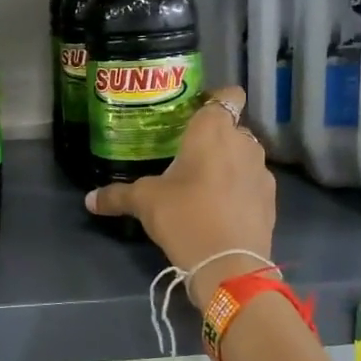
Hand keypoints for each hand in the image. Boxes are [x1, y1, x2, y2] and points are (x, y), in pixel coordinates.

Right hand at [85, 85, 276, 306]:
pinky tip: (219, 210)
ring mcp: (262, 171)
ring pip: (244, 156)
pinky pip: (252, 183)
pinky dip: (239, 190)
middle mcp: (244, 142)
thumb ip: (117, 195)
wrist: (229, 265)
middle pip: (232, 128)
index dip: (216, 100)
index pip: (228, 95)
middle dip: (214, 138)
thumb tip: (89, 199)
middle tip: (187, 157)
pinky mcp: (271, 199)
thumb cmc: (185, 217)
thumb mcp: (144, 203)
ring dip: (228, 164)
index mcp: (213, 130)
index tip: (195, 116)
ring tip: (203, 186)